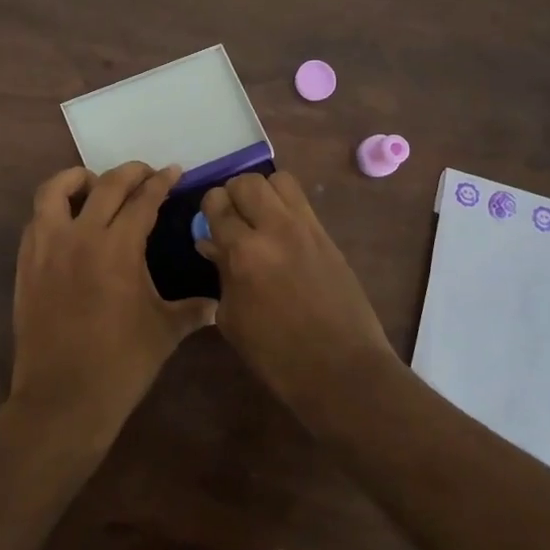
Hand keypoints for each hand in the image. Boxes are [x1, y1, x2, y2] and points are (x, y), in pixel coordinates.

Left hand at [8, 162, 217, 451]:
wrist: (62, 398)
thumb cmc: (121, 365)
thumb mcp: (165, 332)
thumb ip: (192, 310)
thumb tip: (217, 305)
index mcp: (118, 248)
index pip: (143, 200)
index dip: (161, 182)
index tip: (173, 171)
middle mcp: (80, 236)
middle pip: (105, 185)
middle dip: (129, 172)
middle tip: (145, 173)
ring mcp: (47, 248)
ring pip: (55, 190)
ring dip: (78, 179)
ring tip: (96, 185)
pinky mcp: (26, 264)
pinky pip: (36, 219)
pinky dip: (54, 209)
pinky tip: (69, 222)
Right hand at [196, 170, 396, 394]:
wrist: (341, 369)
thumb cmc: (276, 354)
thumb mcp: (233, 318)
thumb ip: (221, 274)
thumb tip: (212, 245)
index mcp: (244, 252)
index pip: (217, 205)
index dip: (208, 209)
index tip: (208, 223)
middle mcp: (275, 229)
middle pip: (247, 182)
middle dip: (233, 194)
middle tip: (232, 218)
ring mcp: (306, 229)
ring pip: (279, 180)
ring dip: (263, 192)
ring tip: (259, 217)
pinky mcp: (328, 236)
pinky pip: (302, 202)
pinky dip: (285, 206)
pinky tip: (281, 233)